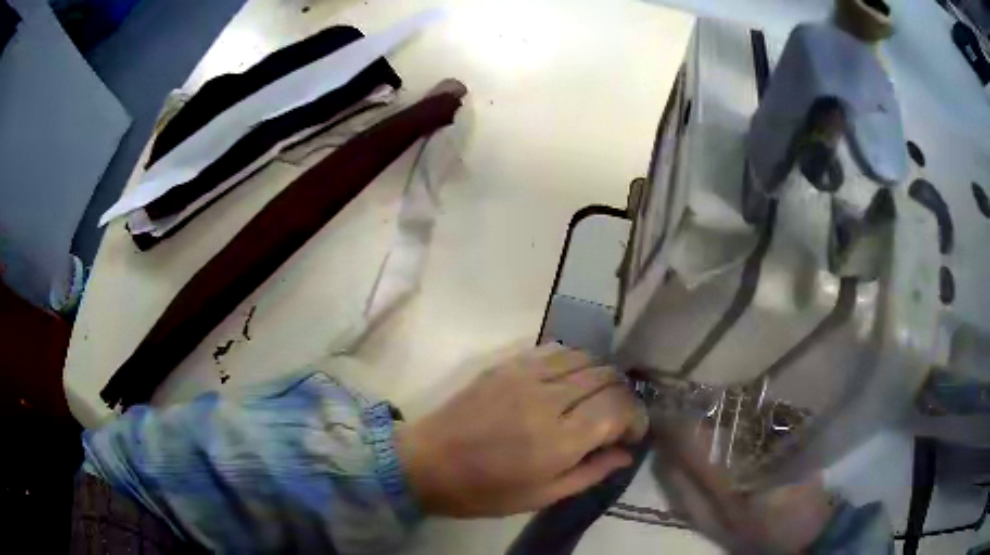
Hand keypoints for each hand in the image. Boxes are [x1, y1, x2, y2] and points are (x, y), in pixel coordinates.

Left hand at [396, 344, 647, 516]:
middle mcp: (548, 399)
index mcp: (558, 441)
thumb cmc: (484, 491)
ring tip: (592, 400)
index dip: (635, 418)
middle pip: (607, 377)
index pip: (619, 408)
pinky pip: (556, 349)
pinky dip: (574, 362)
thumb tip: (625, 453)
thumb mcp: (542, 497)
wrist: (427, 462)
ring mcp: (525, 375)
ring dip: (600, 377)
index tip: (631, 434)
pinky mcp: (507, 364)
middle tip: (614, 419)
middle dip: (622, 397)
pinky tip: (567, 382)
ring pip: (586, 357)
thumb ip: (591, 473)